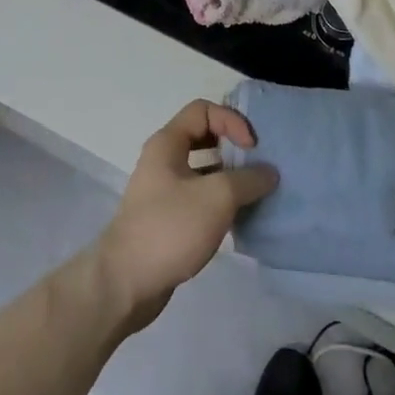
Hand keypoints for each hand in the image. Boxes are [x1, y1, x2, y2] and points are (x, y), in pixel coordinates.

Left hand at [93, 100, 277, 328]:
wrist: (125, 284)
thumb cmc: (170, 228)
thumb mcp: (217, 197)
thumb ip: (248, 180)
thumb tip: (269, 173)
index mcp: (168, 143)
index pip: (203, 110)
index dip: (231, 121)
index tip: (251, 148)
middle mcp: (163, 160)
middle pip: (204, 137)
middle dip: (233, 148)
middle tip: (258, 165)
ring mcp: (164, 191)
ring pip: (203, 171)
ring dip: (230, 178)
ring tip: (255, 193)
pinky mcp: (168, 219)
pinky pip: (199, 198)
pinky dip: (220, 202)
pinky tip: (239, 219)